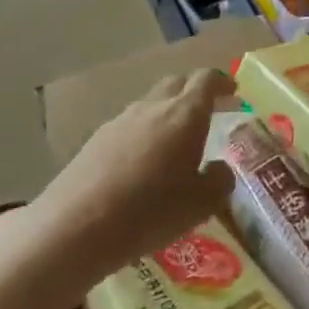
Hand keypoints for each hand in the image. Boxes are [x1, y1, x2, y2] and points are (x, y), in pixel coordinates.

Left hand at [35, 67, 236, 277]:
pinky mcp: (96, 140)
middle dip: (195, 91)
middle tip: (209, 111)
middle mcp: (153, 107)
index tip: (233, 91)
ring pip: (151, 104)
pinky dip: (144, 134)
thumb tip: (220, 168)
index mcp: (185, 115)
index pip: (207, 80)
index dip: (222, 82)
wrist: (75, 227)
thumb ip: (219, 181)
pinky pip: (130, 126)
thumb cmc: (150, 212)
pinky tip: (142, 164)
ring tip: (175, 142)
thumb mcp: (201, 205)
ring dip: (168, 113)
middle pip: (177, 83)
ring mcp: (120, 121)